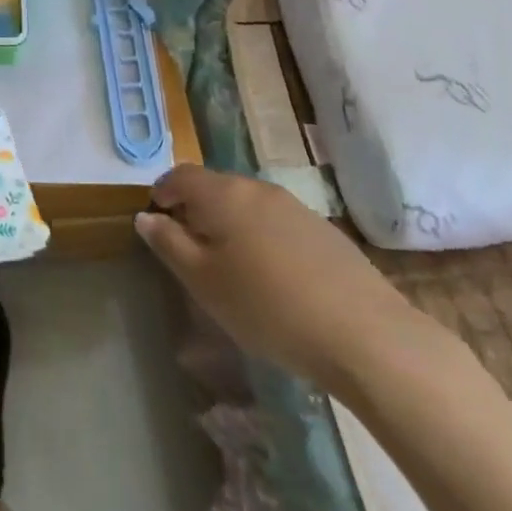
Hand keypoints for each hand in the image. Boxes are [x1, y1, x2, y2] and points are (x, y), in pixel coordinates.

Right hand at [135, 165, 423, 390]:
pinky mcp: (324, 231)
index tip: (156, 219)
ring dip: (231, 225)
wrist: (366, 334)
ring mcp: (295, 207)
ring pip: (248, 206)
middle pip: (215, 188)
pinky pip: (277, 224)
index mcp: (223, 193)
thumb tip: (146, 216)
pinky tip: (273, 279)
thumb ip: (169, 244)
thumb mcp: (203, 281)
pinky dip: (262, 239)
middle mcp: (257, 188)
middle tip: (190, 250)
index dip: (162, 193)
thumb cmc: (267, 306)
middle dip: (197, 210)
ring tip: (231, 267)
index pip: (180, 175)